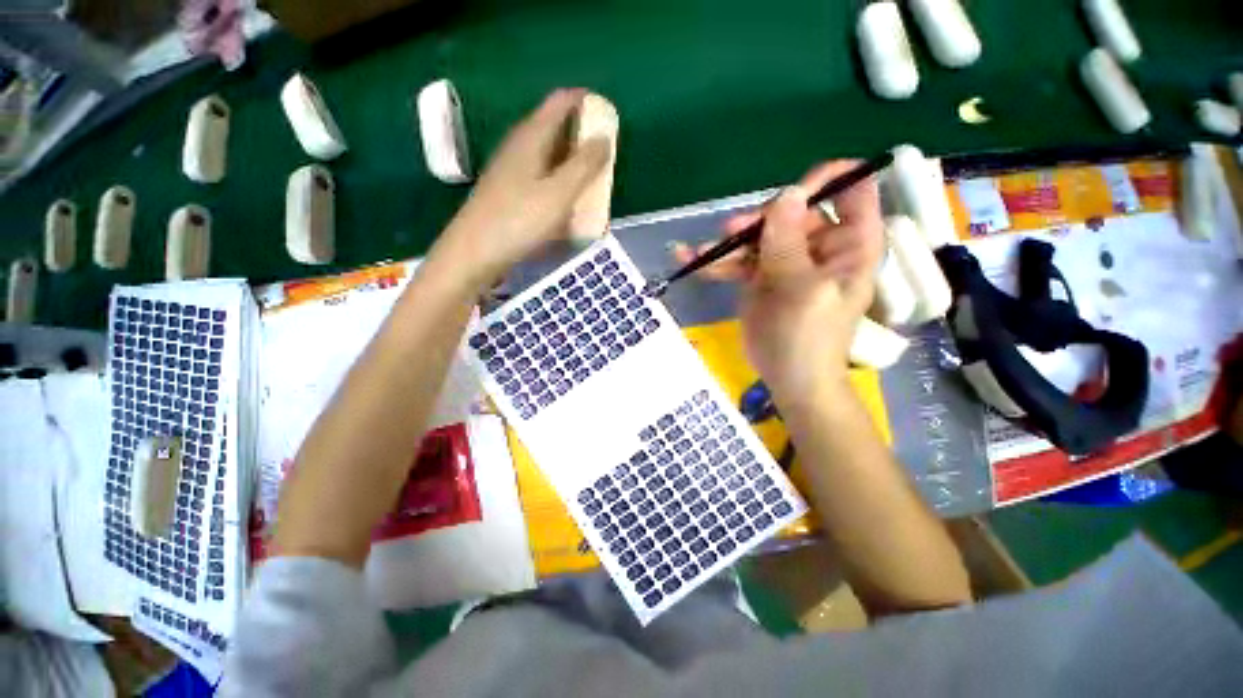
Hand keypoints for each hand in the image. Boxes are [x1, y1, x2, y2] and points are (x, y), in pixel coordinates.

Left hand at [435, 89, 610, 288]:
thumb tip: (604, 138)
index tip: (610, 116)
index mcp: (531, 136)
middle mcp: (520, 146)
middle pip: (556, 128)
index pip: (561, 101)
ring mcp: (513, 170)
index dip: (586, 101)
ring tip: (593, 182)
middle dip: (584, 136)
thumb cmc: (518, 220)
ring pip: (550, 155)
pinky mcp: (511, 192)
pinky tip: (568, 203)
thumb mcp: (559, 193)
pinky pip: (542, 177)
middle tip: (607, 157)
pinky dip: (560, 183)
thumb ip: (584, 165)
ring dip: (573, 163)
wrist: (475, 253)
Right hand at [673, 161, 883, 398]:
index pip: (853, 190)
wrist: (789, 377)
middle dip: (761, 219)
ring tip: (704, 251)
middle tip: (733, 232)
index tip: (789, 193)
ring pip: (760, 234)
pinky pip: (739, 259)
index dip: (825, 180)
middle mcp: (820, 245)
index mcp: (849, 243)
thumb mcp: (801, 289)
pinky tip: (690, 259)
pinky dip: (717, 260)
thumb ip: (789, 243)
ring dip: (730, 241)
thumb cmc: (807, 337)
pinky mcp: (761, 276)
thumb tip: (785, 195)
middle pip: (792, 210)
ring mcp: (788, 260)